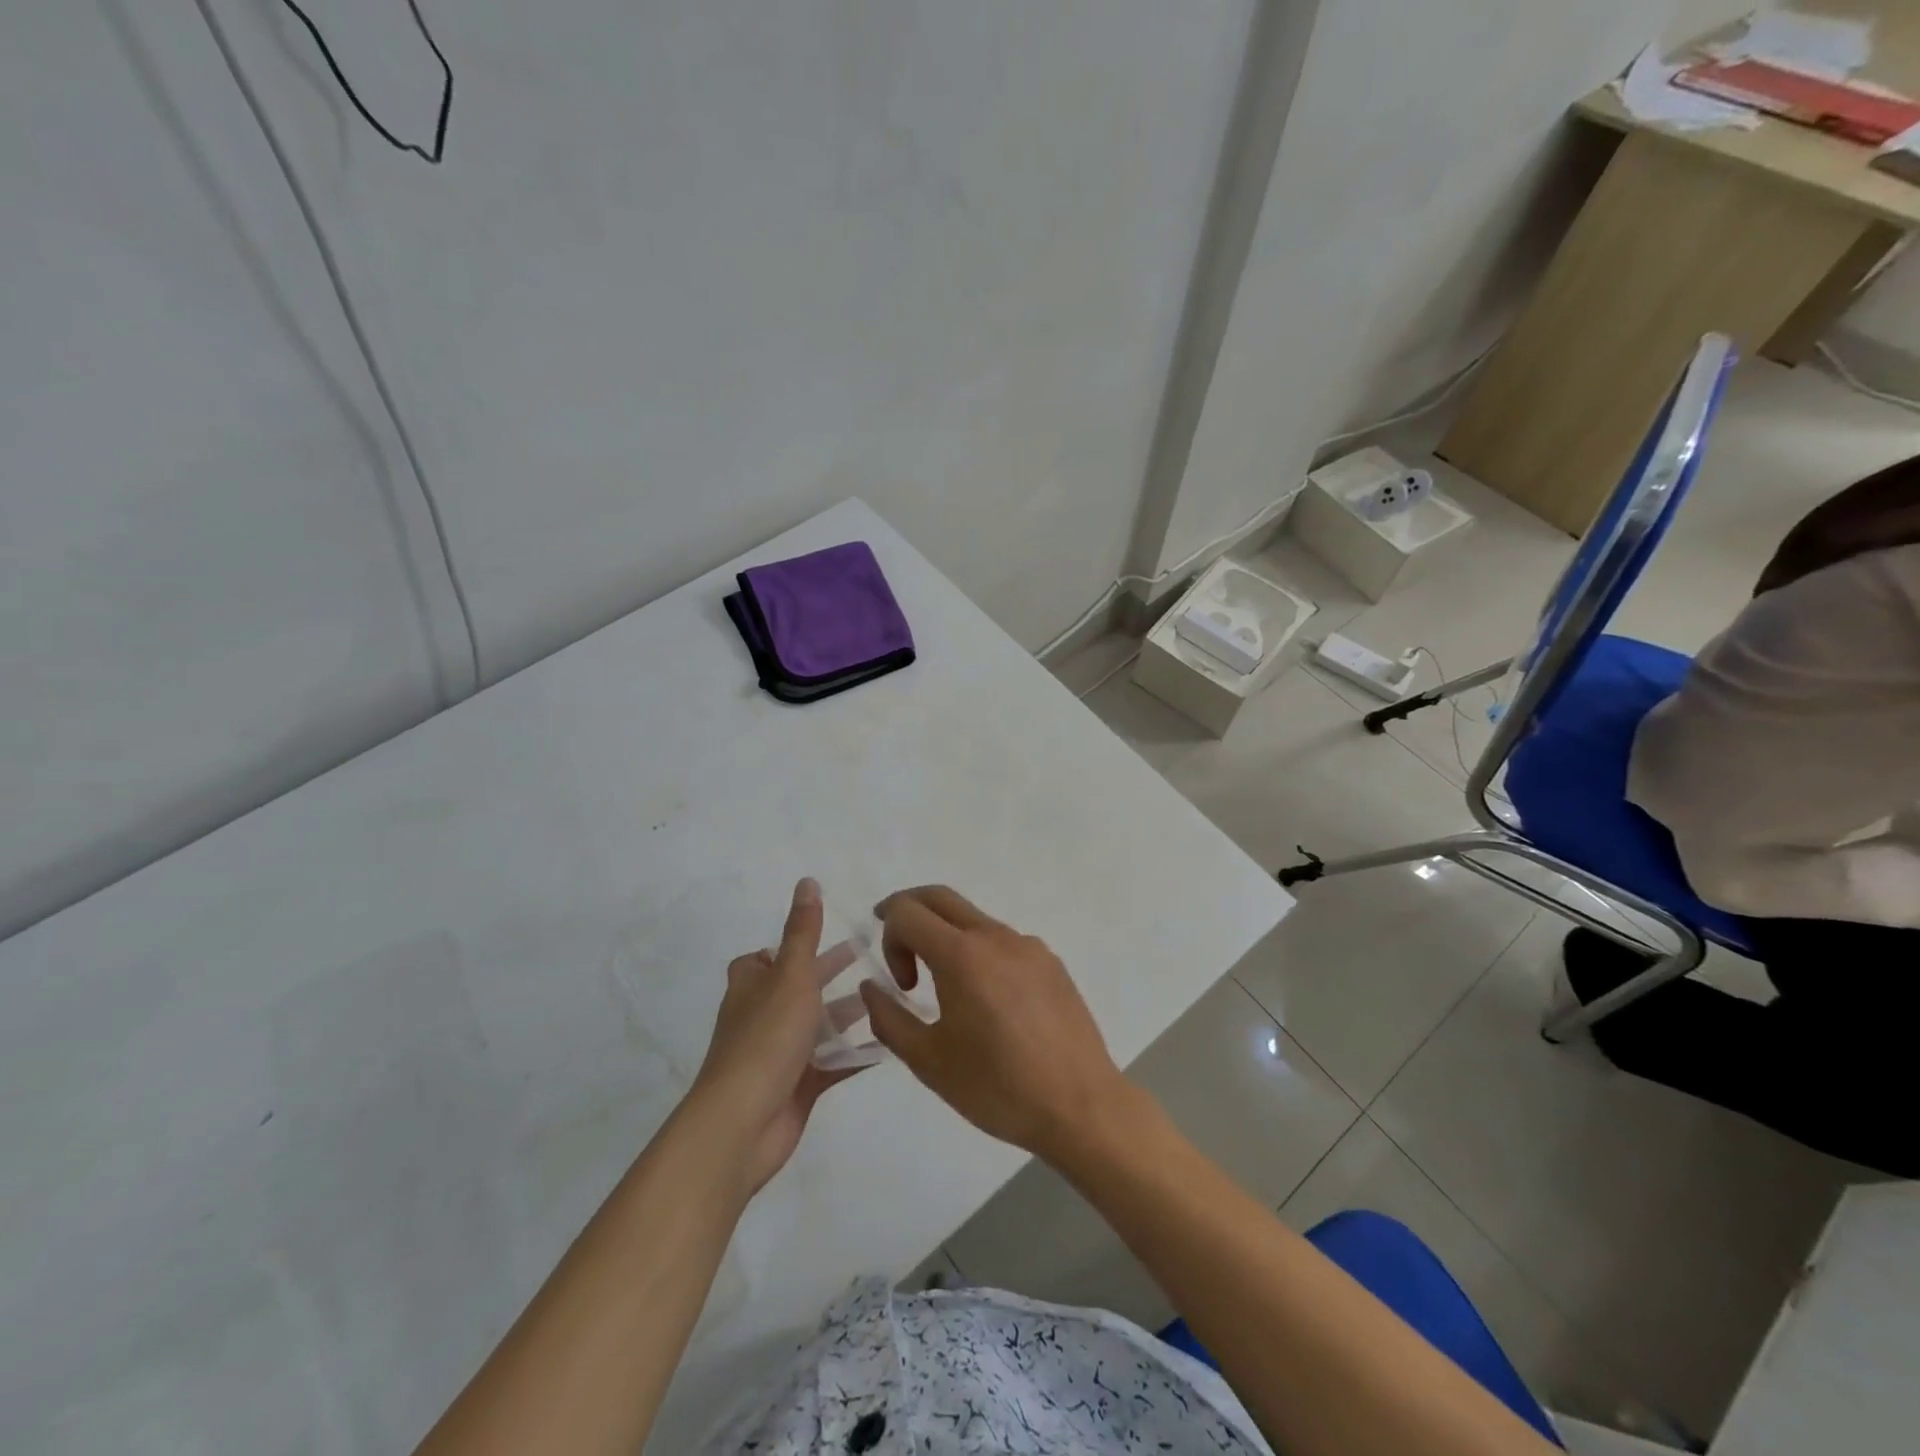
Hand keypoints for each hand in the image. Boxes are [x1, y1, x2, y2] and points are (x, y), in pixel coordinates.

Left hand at [692, 878, 861, 1195]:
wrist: (742, 1123)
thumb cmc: (766, 1038)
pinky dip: (857, 1052)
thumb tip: (807, 881)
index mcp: (752, 985)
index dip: (794, 946)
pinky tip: (890, 1042)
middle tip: (875, 957)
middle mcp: (763, 1015)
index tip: (829, 934)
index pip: (768, 957)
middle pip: (801, 987)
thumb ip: (803, 931)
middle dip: (833, 973)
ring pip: (820, 1025)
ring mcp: (780, 1053)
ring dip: (849, 1011)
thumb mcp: (791, 974)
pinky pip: (833, 1062)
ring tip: (891, 995)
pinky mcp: (798, 1085)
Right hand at [857, 886, 1132, 1163]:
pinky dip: (980, 952)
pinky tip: (989, 1003)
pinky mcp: (1051, 962)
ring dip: (947, 937)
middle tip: (896, 945)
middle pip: (940, 897)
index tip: (900, 983)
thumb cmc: (998, 1088)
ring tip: (946, 990)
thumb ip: (889, 1018)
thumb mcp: (928, 1061)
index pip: (908, 912)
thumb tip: (871, 987)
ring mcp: (1029, 946)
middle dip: (909, 911)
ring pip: (974, 919)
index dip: (888, 935)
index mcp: (962, 955)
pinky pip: (1004, 941)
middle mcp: (996, 937)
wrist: (1080, 1106)